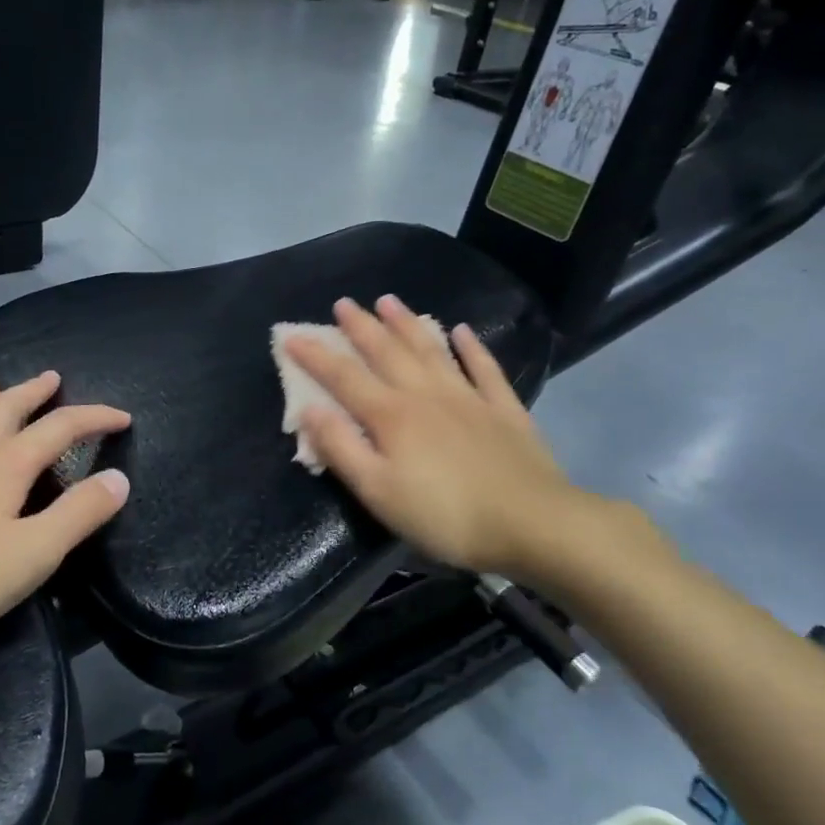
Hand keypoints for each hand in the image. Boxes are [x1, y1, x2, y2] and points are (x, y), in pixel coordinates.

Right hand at [286, 296, 625, 589]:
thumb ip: (342, 448)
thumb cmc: (445, 515)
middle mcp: (426, 395)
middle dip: (361, 326)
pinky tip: (463, 331)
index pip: (344, 377)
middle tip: (344, 302)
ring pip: (431, 350)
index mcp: (391, 416)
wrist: (533, 523)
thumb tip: (309, 409)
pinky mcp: (504, 409)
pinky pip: (484, 369)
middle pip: (387, 353)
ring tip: (390, 300)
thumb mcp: (379, 492)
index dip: (315, 355)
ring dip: (407, 324)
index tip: (291, 335)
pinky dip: (472, 347)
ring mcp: (468, 398)